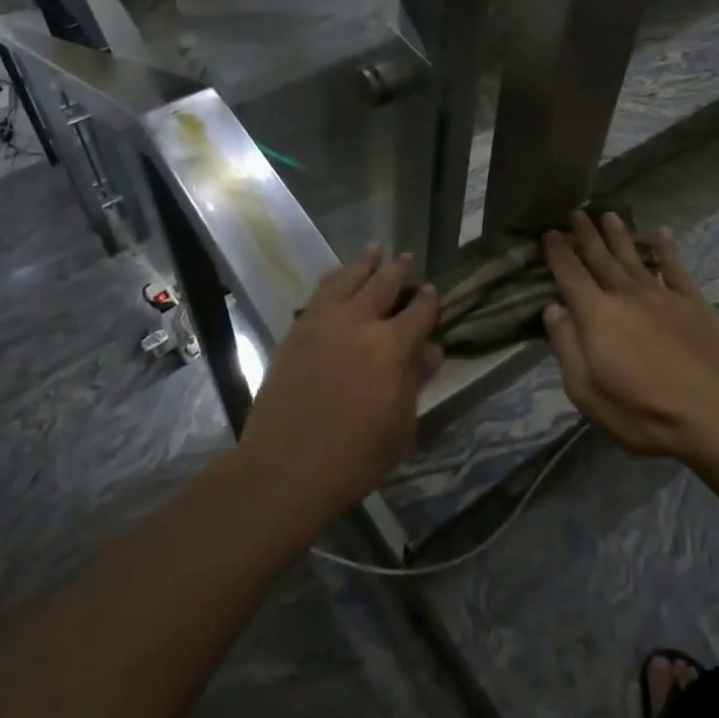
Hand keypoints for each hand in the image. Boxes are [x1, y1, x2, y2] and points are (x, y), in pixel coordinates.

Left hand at [237, 245, 441, 527]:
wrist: (285, 468)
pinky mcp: (298, 329)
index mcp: (393, 346)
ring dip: (365, 262)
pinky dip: (334, 277)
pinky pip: (320, 292)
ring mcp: (324, 321)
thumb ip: (415, 382)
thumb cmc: (355, 457)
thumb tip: (429, 350)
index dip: (429, 299)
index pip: (420, 311)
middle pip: (384, 283)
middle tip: (406, 259)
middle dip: (399, 269)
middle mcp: (360, 322)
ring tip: (375, 249)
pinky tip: (338, 274)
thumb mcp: (401, 427)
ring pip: (349, 278)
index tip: (433, 292)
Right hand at [541, 211, 718, 458]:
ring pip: (634, 257)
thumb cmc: (641, 412)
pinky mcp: (693, 303)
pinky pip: (676, 268)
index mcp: (596, 314)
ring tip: (609, 215)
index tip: (550, 233)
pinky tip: (662, 234)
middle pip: (601, 258)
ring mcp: (662, 295)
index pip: (570, 275)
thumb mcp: (586, 390)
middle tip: (577, 213)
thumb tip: (554, 308)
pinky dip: (667, 249)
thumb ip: (566, 346)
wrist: (713, 415)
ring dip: (619, 235)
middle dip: (586, 236)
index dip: (558, 253)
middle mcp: (626, 295)